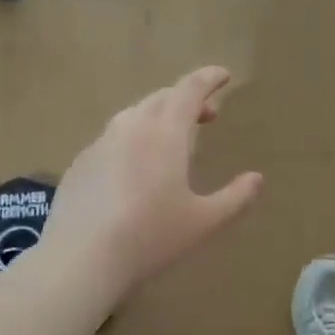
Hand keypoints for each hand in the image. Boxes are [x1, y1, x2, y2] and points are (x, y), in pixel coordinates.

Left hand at [44, 67, 262, 303]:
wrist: (81, 258)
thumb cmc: (151, 236)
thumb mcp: (204, 222)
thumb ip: (235, 198)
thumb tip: (256, 179)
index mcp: (164, 133)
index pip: (189, 90)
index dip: (208, 78)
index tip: (223, 75)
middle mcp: (130, 128)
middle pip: (161, 98)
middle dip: (186, 99)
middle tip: (206, 115)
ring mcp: (99, 145)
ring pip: (132, 116)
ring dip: (157, 117)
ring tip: (171, 140)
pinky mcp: (78, 165)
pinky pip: (111, 140)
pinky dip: (131, 141)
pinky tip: (133, 169)